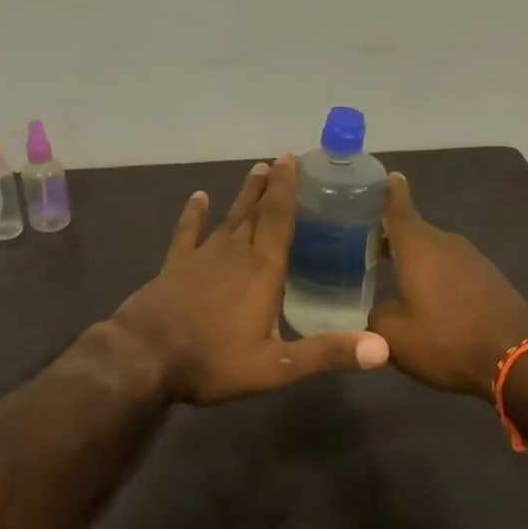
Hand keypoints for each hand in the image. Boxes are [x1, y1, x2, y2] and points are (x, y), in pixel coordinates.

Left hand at [110, 155, 390, 405]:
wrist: (144, 358)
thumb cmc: (213, 361)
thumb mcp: (276, 368)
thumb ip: (328, 353)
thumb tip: (383, 348)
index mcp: (262, 271)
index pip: (279, 220)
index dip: (288, 190)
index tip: (292, 161)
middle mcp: (234, 254)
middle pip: (256, 212)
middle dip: (270, 186)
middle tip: (280, 160)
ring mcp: (201, 257)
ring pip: (228, 217)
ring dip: (243, 195)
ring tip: (255, 171)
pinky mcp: (174, 266)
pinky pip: (186, 233)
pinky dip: (193, 214)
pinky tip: (197, 197)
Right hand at [367, 173, 527, 397]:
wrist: (519, 360)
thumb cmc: (446, 340)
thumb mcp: (395, 336)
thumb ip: (375, 317)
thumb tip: (372, 311)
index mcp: (418, 247)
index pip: (399, 208)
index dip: (389, 193)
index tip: (387, 175)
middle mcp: (446, 244)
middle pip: (414, 232)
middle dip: (392, 236)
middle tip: (368, 245)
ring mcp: (473, 260)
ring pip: (435, 252)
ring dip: (416, 259)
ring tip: (394, 273)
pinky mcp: (491, 280)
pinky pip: (454, 269)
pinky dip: (438, 275)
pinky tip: (429, 296)